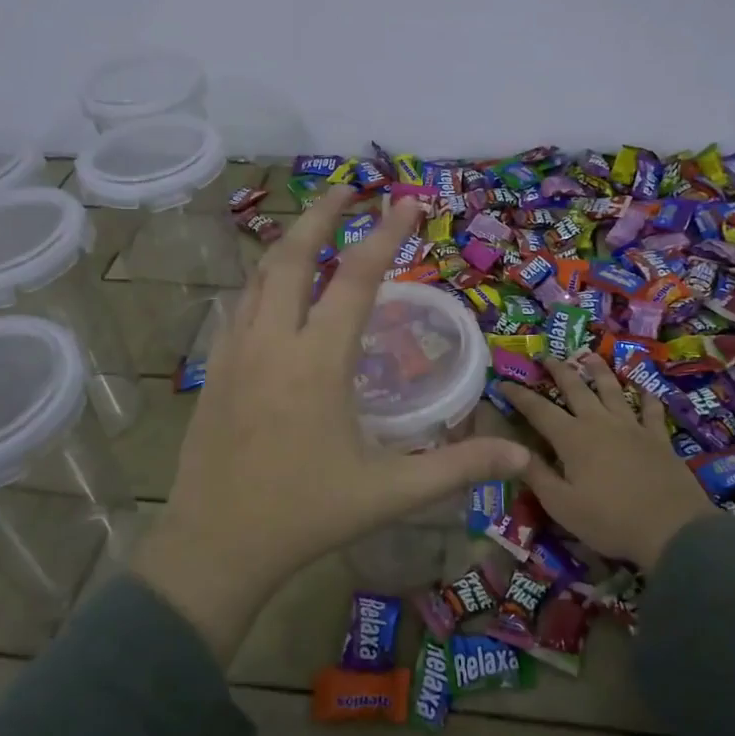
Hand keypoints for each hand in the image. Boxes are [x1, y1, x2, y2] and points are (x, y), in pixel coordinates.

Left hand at [131, 185, 529, 659]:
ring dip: (289, 242)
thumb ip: (457, 468)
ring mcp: (236, 353)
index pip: (355, 280)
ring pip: (259, 277)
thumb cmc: (305, 516)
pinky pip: (240, 306)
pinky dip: (262, 280)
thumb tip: (521, 458)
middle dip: (322, 215)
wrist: (213, 547)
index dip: (385, 236)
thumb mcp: (389, 493)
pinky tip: (273, 289)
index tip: (406, 200)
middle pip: (293, 257)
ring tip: (314, 225)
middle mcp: (273, 342)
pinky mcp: (215, 370)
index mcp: (317, 361)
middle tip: (348, 188)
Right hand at [498, 357, 712, 569]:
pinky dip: (646, 397)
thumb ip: (536, 474)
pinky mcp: (657, 438)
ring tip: (590, 356)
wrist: (672, 530)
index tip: (503, 383)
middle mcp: (599, 422)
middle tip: (546, 357)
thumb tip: (512, 449)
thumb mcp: (561, 505)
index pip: (538, 409)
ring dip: (599, 371)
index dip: (519, 395)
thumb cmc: (609, 520)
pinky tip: (645, 389)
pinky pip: (650, 410)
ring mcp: (631, 427)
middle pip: (575, 388)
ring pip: (612, 389)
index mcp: (572, 438)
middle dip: (558, 370)